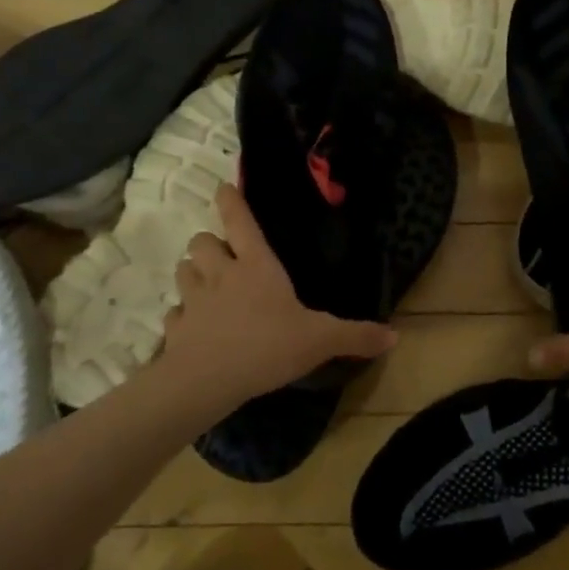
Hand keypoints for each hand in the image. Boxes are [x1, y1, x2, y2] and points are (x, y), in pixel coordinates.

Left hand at [161, 183, 396, 407]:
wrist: (207, 381)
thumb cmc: (268, 346)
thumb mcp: (320, 340)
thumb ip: (355, 336)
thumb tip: (395, 337)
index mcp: (256, 266)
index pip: (240, 221)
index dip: (231, 201)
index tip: (222, 188)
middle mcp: (220, 274)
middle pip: (201, 241)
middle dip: (208, 243)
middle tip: (222, 255)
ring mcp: (193, 300)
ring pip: (182, 271)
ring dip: (192, 273)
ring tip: (205, 285)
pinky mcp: (174, 328)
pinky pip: (173, 313)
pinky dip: (181, 316)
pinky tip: (192, 328)